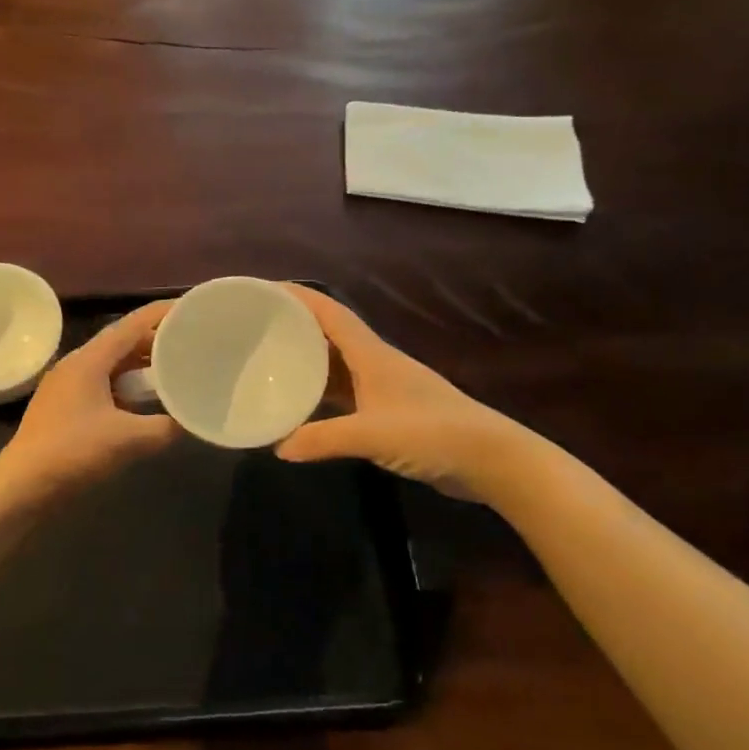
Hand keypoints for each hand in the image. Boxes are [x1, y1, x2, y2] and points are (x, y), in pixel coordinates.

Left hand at [0, 301, 178, 492]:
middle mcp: (76, 365)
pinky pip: (102, 385)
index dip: (162, 314)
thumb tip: (188, 421)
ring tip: (172, 372)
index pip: (132, 324)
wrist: (21, 485)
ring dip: (140, 367)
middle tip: (189, 345)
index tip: (190, 309)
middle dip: (155, 342)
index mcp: (89, 360)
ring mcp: (67, 386)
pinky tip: (143, 404)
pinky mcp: (63, 407)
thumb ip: (164, 428)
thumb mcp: (127, 440)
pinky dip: (125, 388)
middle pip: (122, 343)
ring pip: (111, 366)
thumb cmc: (73, 452)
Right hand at [275, 285, 524, 497]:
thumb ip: (323, 438)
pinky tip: (302, 406)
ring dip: (307, 360)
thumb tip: (278, 447)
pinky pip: (345, 393)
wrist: (491, 459)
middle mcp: (375, 363)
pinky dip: (322, 394)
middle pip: (329, 334)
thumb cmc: (432, 433)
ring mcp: (383, 387)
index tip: (264, 290)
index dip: (299, 297)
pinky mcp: (389, 412)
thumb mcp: (372, 435)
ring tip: (270, 362)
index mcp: (372, 354)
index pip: (330, 313)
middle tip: (256, 328)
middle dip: (295, 326)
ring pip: (336, 365)